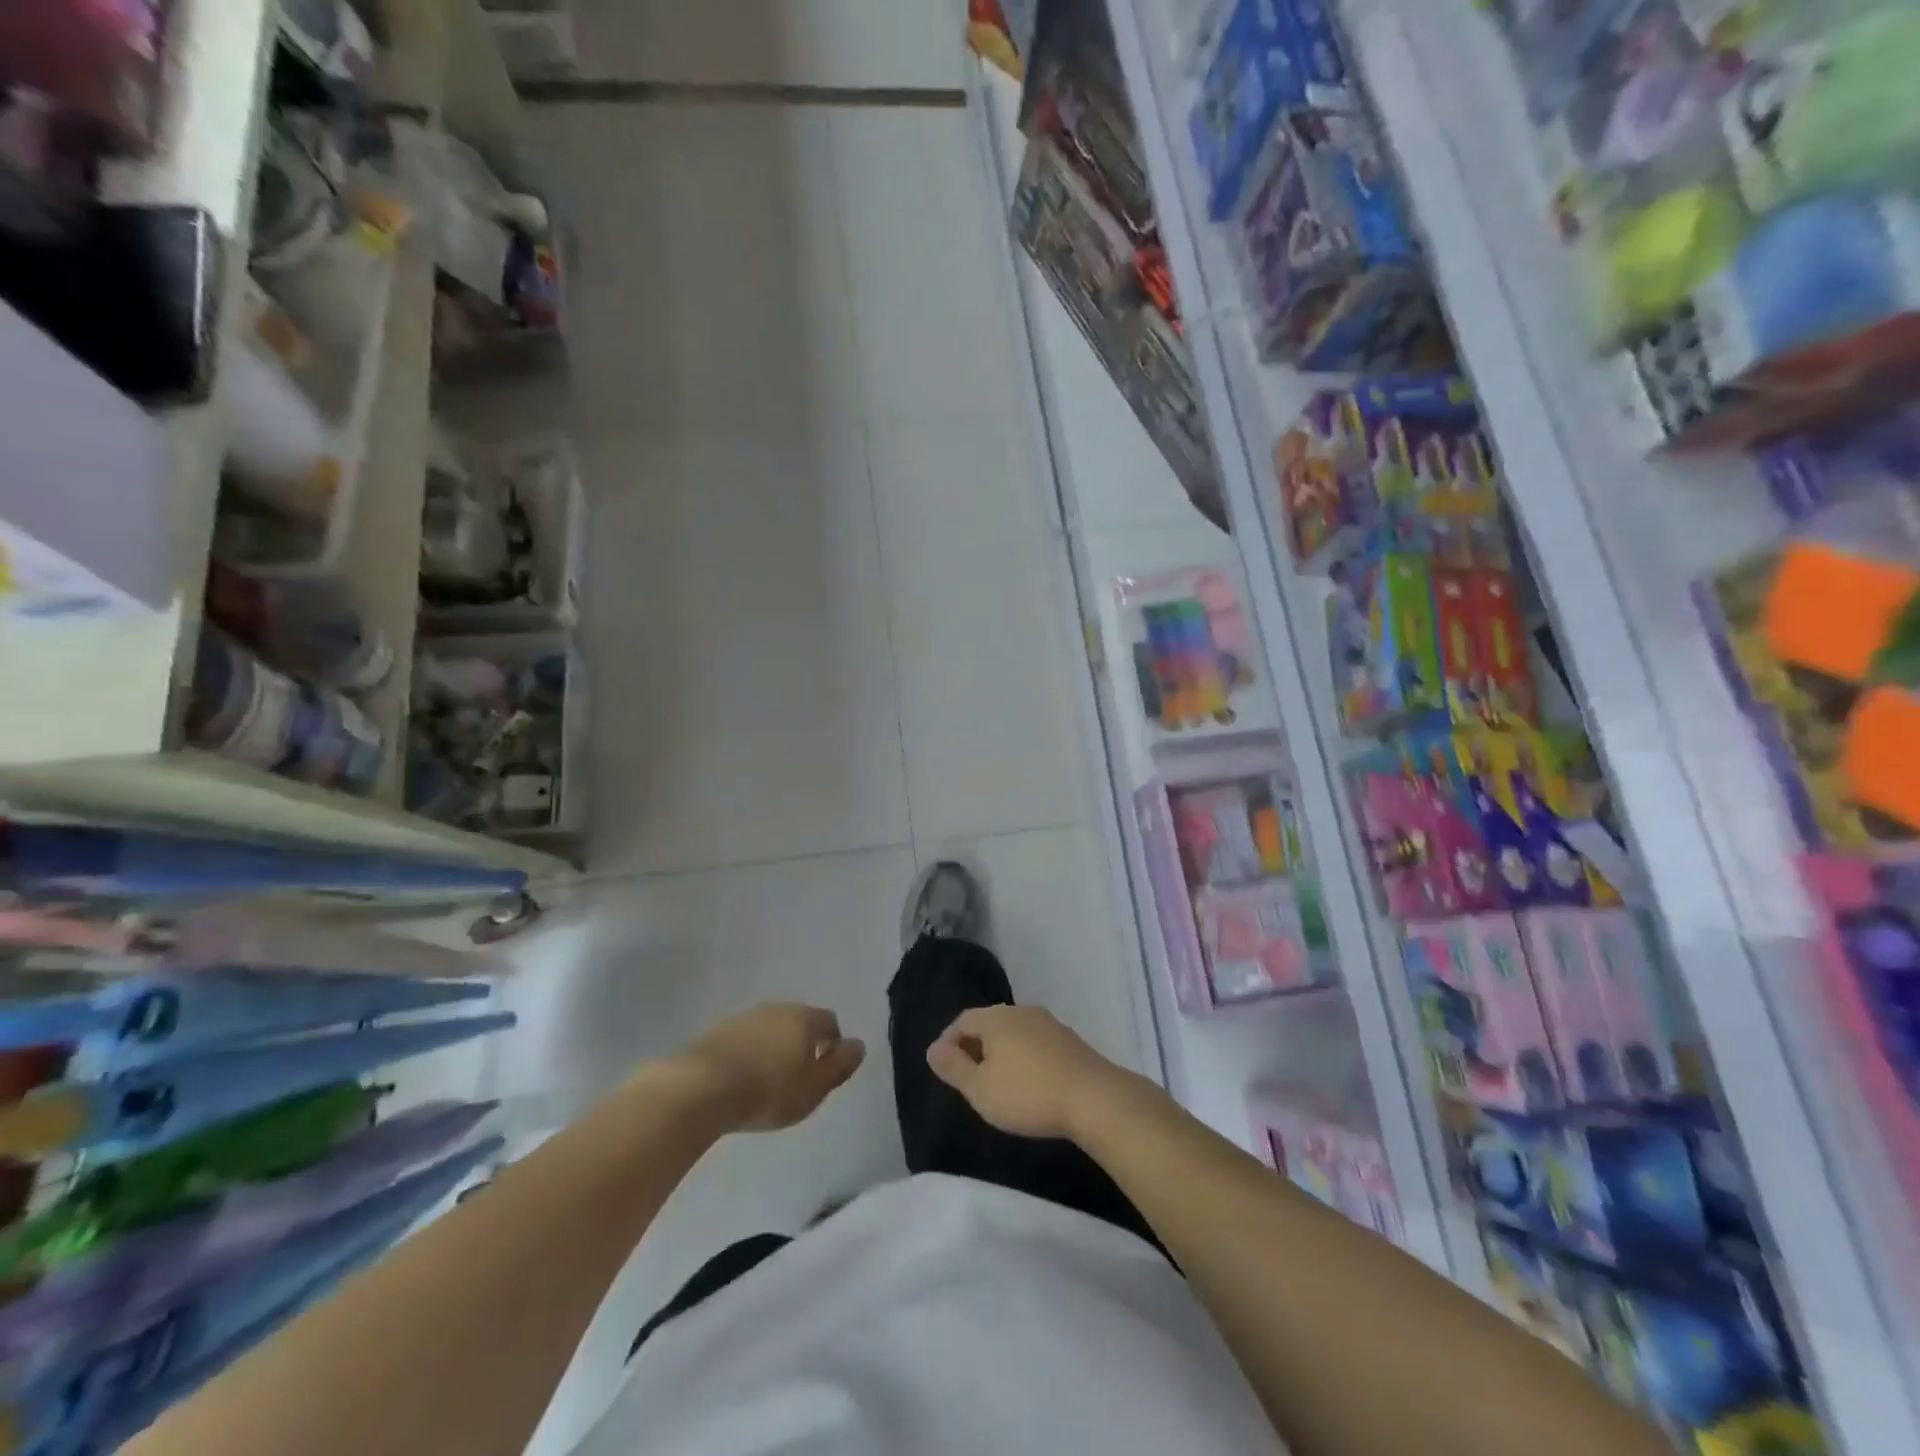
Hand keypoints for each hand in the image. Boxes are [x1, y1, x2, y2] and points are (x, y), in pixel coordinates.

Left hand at [681, 1004, 866, 1131]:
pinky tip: (742, 1078)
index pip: (830, 1023)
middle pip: (799, 1022)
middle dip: (803, 1044)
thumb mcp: (814, 1088)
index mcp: (804, 1019)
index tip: (825, 1073)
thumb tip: (858, 1045)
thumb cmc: (768, 1091)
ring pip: (771, 1029)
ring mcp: (745, 1017)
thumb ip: (840, 1066)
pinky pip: (745, 1039)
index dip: (833, 1046)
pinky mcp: (718, 1031)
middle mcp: (777, 1009)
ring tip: (767, 1080)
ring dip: (774, 1048)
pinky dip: (750, 1053)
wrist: (702, 1088)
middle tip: (798, 1078)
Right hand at [926, 1006, 1130, 1141]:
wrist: (1093, 1098)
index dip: (948, 1043)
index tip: (944, 1068)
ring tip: (997, 1082)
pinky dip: (1024, 1058)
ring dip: (1001, 1052)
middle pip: (988, 1023)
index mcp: (995, 1017)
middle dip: (974, 1047)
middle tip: (967, 1077)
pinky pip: (1035, 1043)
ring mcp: (1048, 1023)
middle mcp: (1021, 1011)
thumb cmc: (1027, 1094)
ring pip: (1014, 1032)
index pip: (962, 1021)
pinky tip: (1028, 1082)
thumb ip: (953, 1067)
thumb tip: (933, 1048)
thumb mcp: (980, 1089)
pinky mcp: (1069, 1040)